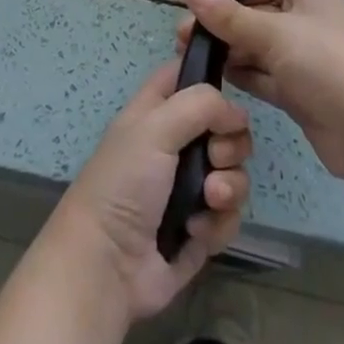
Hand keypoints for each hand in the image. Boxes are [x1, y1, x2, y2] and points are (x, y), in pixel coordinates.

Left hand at [44, 62, 251, 322]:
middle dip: (231, 143)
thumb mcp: (154, 128)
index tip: (225, 95)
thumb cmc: (124, 184)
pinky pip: (229, 217)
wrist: (107, 266)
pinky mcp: (200, 231)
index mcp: (157, 113)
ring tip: (209, 199)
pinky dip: (218, 223)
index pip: (186, 76)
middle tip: (215, 156)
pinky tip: (196, 231)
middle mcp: (175, 146)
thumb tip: (236, 113)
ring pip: (233, 173)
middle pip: (225, 129)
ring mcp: (189, 190)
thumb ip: (199, 105)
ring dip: (228, 186)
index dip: (208, 78)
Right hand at [177, 0, 343, 182]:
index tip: (208, 5)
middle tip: (184, 37)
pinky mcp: (301, 94)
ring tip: (191, 58)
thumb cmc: (325, 65)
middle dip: (224, 24)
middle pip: (259, 15)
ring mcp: (305, 60)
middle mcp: (307, 23)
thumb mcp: (273, 33)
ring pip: (259, 48)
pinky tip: (216, 78)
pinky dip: (244, 75)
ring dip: (230, 51)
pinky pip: (265, 76)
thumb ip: (229, 16)